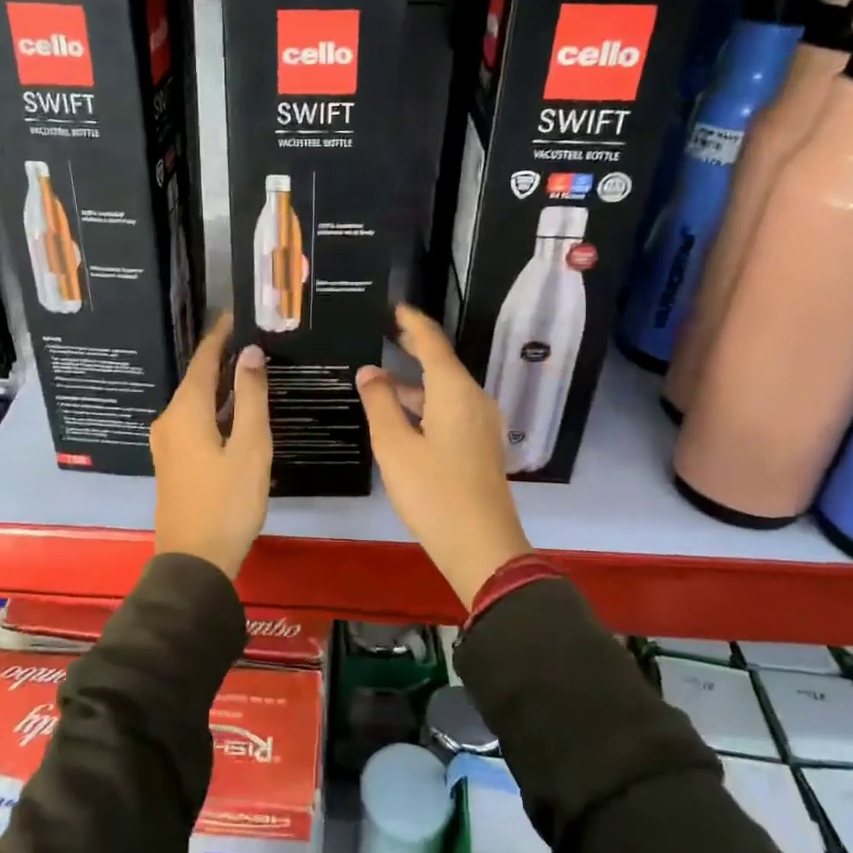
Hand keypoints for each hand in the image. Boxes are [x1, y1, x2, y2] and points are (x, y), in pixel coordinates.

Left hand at [150, 315, 270, 577]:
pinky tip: (235, 411)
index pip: (203, 360)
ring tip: (251, 369)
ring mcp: (167, 443)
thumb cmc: (227, 502)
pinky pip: (193, 421)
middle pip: (197, 379)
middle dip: (223, 358)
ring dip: (220, 385)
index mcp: (185, 411)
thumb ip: (250, 397)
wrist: (194, 561)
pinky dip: (214, 409)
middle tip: (255, 340)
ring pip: (195, 402)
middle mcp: (169, 420)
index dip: (220, 336)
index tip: (237, 314)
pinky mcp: (173, 461)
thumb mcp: (250, 447)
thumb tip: (250, 354)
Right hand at [358, 304, 532, 607]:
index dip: (413, 323)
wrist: (482, 546)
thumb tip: (369, 372)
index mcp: (455, 392)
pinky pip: (451, 410)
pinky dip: (426, 405)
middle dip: (414, 349)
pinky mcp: (481, 445)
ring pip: (445, 391)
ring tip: (379, 382)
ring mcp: (482, 424)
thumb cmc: (433, 492)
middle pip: (442, 365)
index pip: (432, 343)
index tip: (396, 307)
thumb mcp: (395, 447)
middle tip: (387, 334)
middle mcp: (474, 400)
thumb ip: (380, 404)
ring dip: (414, 385)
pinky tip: (403, 417)